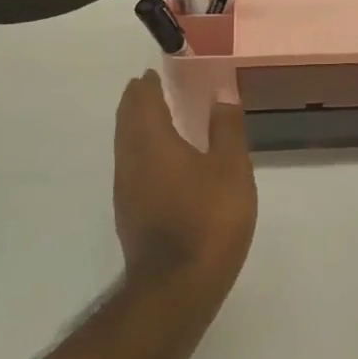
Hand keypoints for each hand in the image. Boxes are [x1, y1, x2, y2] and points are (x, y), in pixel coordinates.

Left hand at [113, 72, 257, 307]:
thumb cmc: (209, 219)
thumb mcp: (231, 170)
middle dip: (139, 102)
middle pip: (127, 119)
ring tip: (164, 122)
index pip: (141, 99)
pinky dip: (144, 153)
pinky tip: (166, 165)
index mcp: (151, 141)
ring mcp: (125, 188)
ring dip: (139, 127)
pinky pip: (132, 167)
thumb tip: (221, 96)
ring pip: (126, 145)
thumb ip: (227, 130)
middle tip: (158, 90)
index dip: (148, 83)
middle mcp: (130, 159)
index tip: (159, 73)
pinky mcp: (129, 212)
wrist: (177, 285)